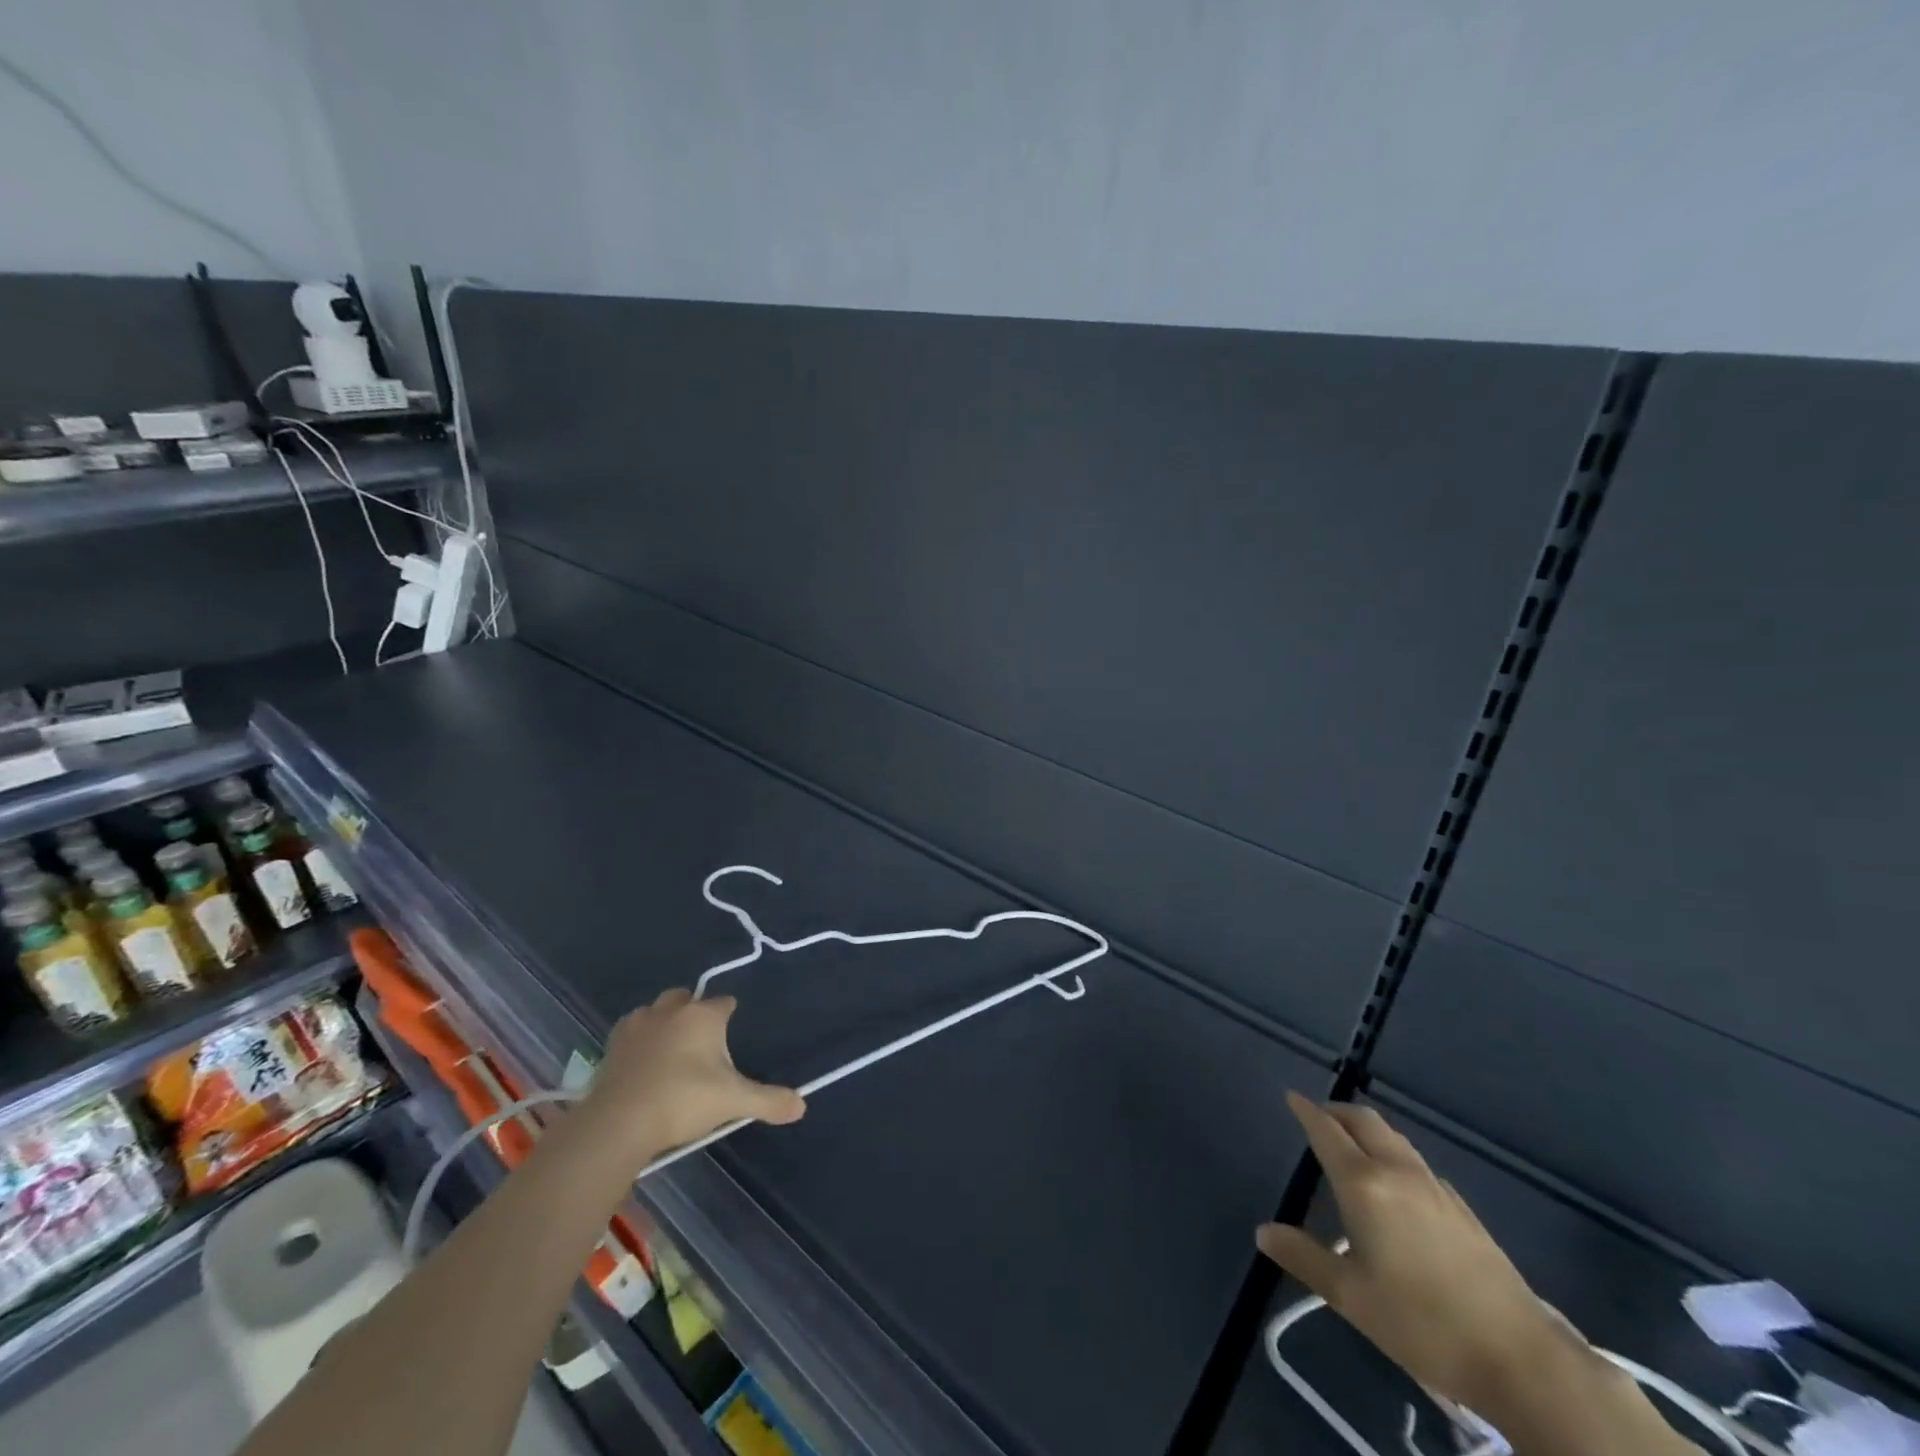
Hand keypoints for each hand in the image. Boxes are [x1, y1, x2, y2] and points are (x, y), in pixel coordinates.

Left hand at [576, 987, 804, 1164]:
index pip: (724, 1003)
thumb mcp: (733, 1102)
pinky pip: (631, 1032)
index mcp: (703, 1015)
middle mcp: (671, 1010)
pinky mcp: (612, 1045)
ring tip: (670, 1051)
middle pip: (686, 998)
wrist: (619, 1122)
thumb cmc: (683, 1100)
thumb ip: (768, 1101)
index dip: (729, 1015)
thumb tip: (802, 1106)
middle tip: (701, 1041)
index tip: (731, 1033)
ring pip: (655, 1011)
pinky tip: (642, 1063)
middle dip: (693, 1010)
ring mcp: (638, 1025)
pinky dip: (639, 1041)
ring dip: (664, 1022)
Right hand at [1256, 1093, 1574, 1412]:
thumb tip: (1263, 1231)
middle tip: (1317, 1116)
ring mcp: (1434, 1188)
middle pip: (1364, 1121)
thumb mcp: (1351, 1296)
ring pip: (1393, 1138)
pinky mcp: (1461, 1209)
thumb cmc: (1422, 1323)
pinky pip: (1415, 1162)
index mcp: (1364, 1184)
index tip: (1290, 1096)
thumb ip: (1304, 1257)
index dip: (1306, 1111)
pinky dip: (1392, 1154)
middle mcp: (1397, 1172)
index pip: (1326, 1131)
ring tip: (1351, 1143)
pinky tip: (1395, 1184)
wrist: (1520, 1357)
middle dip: (1336, 1111)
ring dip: (1366, 1129)